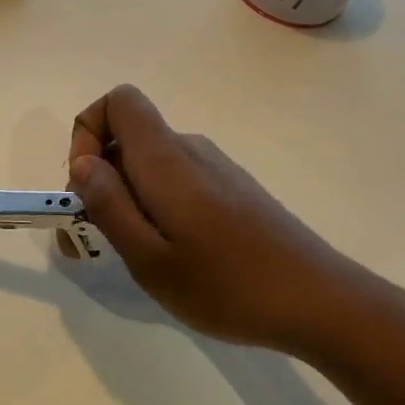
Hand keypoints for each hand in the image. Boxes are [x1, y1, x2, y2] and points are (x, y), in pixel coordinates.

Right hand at [66, 85, 386, 359]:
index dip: (87, 131)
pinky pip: (176, 181)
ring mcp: (216, 169)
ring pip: (151, 164)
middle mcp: (191, 150)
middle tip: (94, 240)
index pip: (118, 101)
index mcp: (166, 159)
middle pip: (129, 137)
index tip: (84, 184)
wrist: (322, 303)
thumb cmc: (227, 285)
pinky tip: (172, 255)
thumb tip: (82, 163)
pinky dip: (155, 206)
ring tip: (134, 256)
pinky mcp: (233, 191)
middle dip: (98, 179)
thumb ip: (109, 205)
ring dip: (126, 198)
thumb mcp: (150, 258)